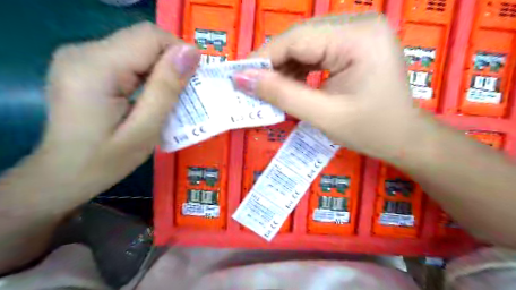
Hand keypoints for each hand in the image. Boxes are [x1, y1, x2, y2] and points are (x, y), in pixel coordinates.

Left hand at [37, 23, 198, 201]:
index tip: (194, 81)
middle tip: (185, 94)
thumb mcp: (145, 129)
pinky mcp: (85, 65)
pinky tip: (151, 95)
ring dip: (161, 70)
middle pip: (143, 40)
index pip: (150, 36)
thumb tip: (191, 52)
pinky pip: (127, 58)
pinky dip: (148, 73)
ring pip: (138, 48)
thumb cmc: (106, 160)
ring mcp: (81, 57)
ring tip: (170, 98)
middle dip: (171, 63)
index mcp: (95, 67)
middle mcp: (83, 52)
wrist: (64, 174)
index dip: (179, 53)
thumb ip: (166, 88)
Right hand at [235, 14, 427, 162]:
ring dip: (285, 68)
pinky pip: (317, 52)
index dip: (263, 57)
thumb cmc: (371, 131)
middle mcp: (359, 25)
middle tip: (252, 86)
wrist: (404, 138)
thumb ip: (281, 95)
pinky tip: (291, 86)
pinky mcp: (354, 46)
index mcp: (357, 37)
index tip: (239, 76)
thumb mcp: (323, 116)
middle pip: (300, 39)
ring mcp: (358, 34)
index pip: (296, 39)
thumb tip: (243, 79)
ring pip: (306, 45)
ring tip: (271, 90)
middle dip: (273, 64)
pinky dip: (299, 70)